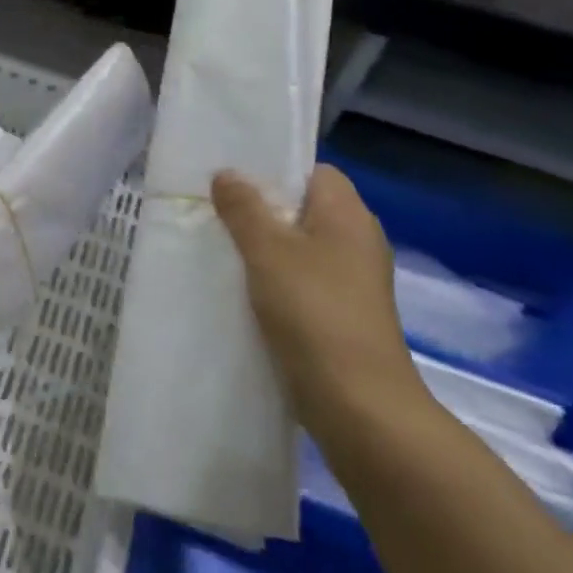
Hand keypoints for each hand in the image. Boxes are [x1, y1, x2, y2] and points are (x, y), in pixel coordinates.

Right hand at [212, 165, 421, 430]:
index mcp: (348, 214)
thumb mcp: (268, 251)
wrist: (358, 403)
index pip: (313, 170)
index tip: (231, 176)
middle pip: (303, 208)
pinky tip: (241, 288)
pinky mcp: (342, 313)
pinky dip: (274, 278)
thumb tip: (227, 174)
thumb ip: (244, 208)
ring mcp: (352, 280)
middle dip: (260, 208)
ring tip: (219, 245)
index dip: (274, 168)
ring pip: (300, 246)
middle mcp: (357, 240)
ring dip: (263, 246)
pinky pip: (302, 279)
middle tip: (214, 209)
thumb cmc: (313, 312)